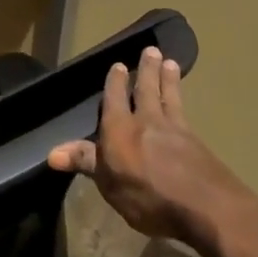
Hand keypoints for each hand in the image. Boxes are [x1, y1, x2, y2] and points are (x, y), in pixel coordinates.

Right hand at [48, 46, 251, 247]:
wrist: (206, 206)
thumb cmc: (149, 197)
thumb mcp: (109, 183)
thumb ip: (86, 161)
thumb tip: (51, 152)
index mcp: (120, 129)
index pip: (114, 99)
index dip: (115, 82)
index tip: (118, 64)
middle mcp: (147, 121)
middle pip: (146, 90)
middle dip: (146, 70)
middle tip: (151, 50)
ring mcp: (176, 130)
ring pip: (168, 97)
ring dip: (168, 79)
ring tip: (170, 62)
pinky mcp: (197, 143)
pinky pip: (185, 113)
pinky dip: (182, 101)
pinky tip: (184, 104)